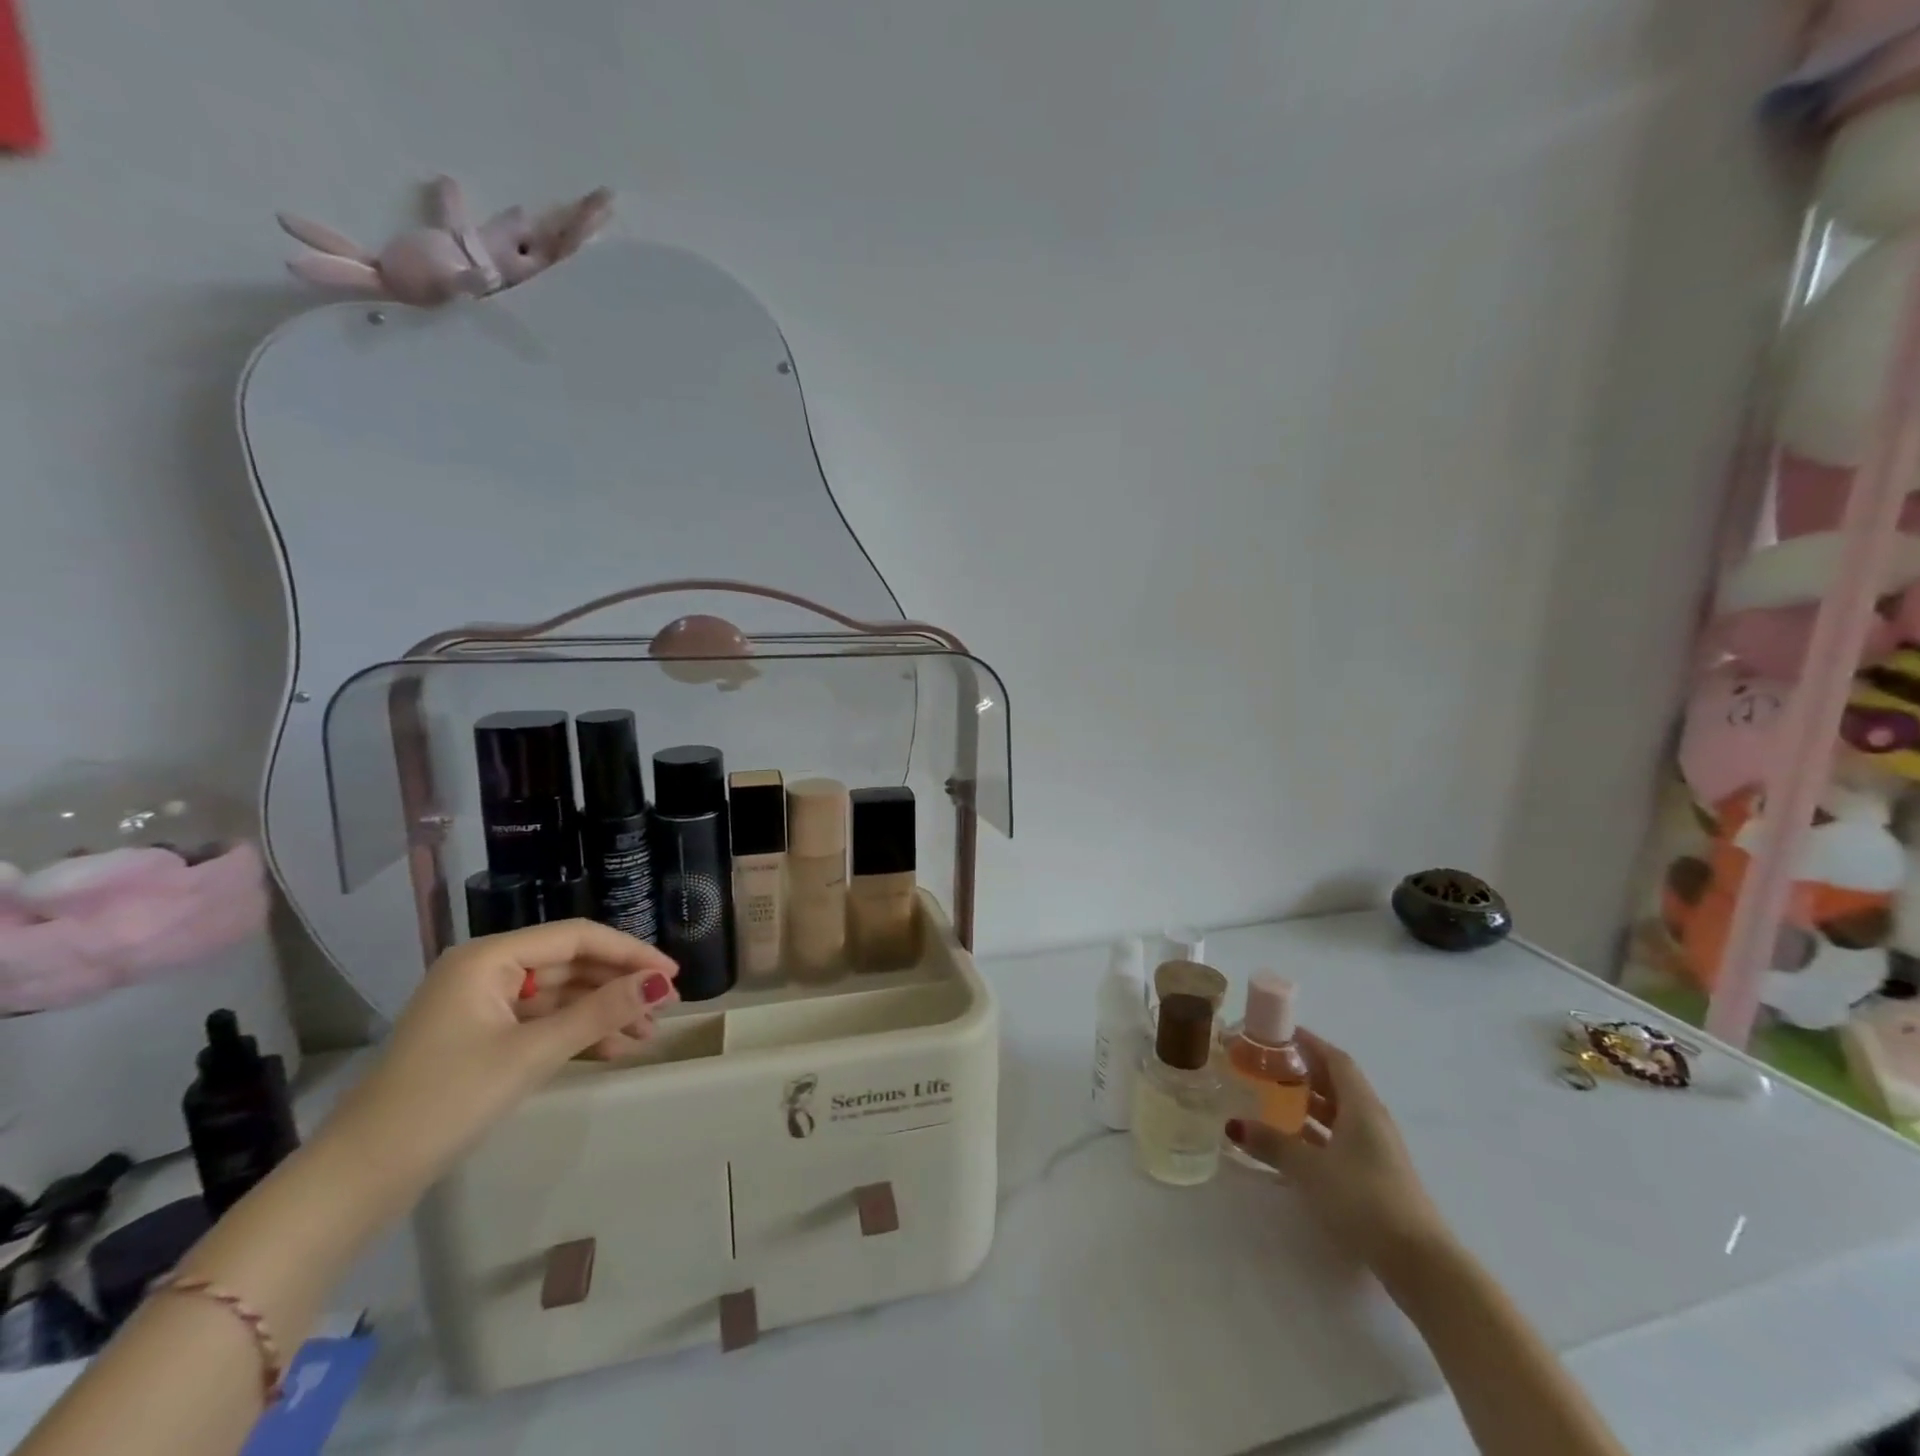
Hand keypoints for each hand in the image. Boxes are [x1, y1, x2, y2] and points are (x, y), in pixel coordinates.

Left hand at [319, 921, 677, 1196]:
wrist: (358, 1180)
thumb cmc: (445, 1101)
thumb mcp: (532, 1053)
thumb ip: (601, 1012)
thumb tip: (660, 983)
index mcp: (489, 958)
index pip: (578, 937)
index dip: (631, 952)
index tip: (672, 975)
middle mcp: (486, 970)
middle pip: (571, 964)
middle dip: (620, 986)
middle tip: (666, 1009)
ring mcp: (481, 1005)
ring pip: (560, 995)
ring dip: (604, 1012)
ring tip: (647, 1035)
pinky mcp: (480, 1038)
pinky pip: (542, 1022)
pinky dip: (577, 1033)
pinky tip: (614, 1050)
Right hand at [1226, 1029, 1449, 1277]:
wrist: (1419, 1263)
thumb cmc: (1364, 1199)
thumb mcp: (1310, 1169)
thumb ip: (1272, 1143)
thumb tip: (1234, 1124)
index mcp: (1361, 1106)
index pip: (1335, 1059)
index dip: (1309, 1042)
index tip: (1278, 1034)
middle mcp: (1371, 1120)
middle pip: (1337, 1083)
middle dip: (1303, 1071)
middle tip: (1266, 1064)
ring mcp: (1377, 1150)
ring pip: (1339, 1112)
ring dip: (1309, 1103)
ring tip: (1272, 1098)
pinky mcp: (1376, 1176)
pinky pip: (1341, 1138)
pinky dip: (1317, 1132)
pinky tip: (1293, 1142)